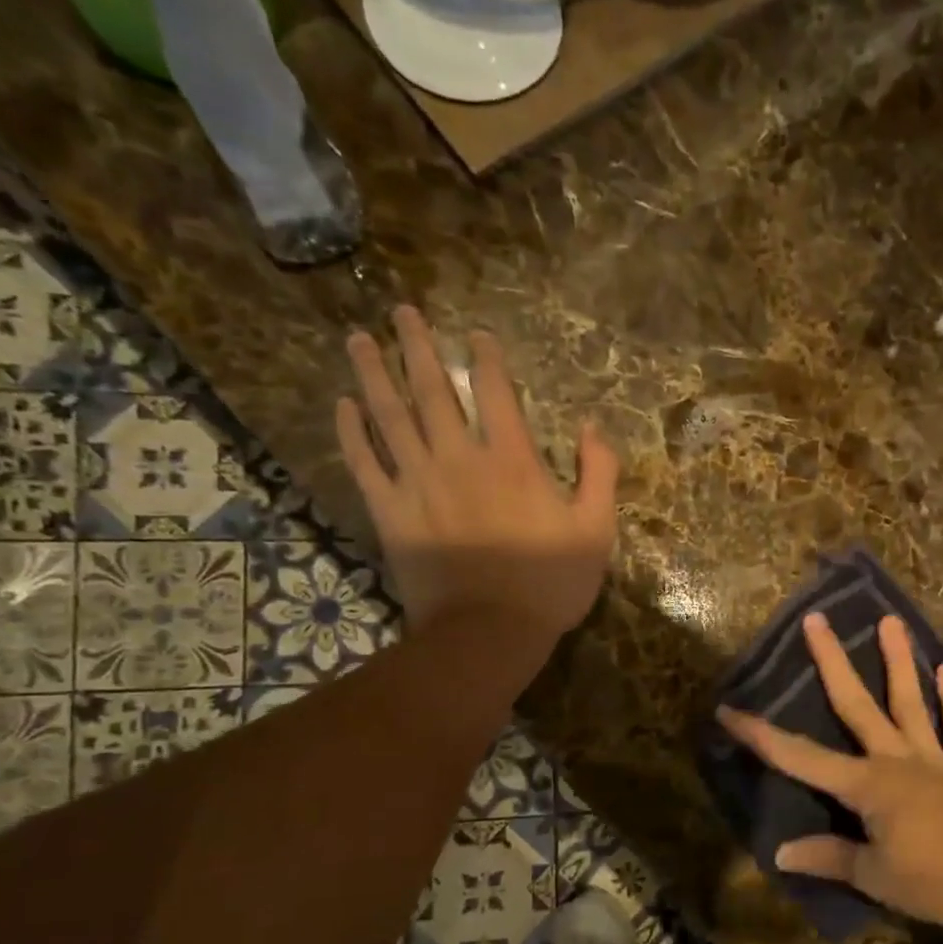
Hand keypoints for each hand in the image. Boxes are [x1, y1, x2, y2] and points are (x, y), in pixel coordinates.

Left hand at [337, 307, 618, 634]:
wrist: (489, 631)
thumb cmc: (551, 583)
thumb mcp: (596, 530)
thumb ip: (599, 473)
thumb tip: (591, 426)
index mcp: (513, 461)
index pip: (494, 393)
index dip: (485, 358)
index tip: (475, 334)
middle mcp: (459, 458)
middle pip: (432, 391)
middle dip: (417, 347)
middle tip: (401, 311)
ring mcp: (418, 483)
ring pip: (390, 416)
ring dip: (374, 374)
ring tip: (359, 338)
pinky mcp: (390, 512)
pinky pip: (364, 463)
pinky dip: (352, 432)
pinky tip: (343, 406)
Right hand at [717, 613, 942, 929]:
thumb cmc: (938, 882)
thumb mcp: (875, 877)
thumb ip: (829, 857)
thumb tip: (781, 852)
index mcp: (868, 785)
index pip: (801, 758)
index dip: (762, 736)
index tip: (729, 710)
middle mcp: (898, 759)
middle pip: (857, 704)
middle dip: (832, 663)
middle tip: (816, 620)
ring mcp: (935, 760)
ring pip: (912, 702)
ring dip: (899, 661)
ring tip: (891, 621)